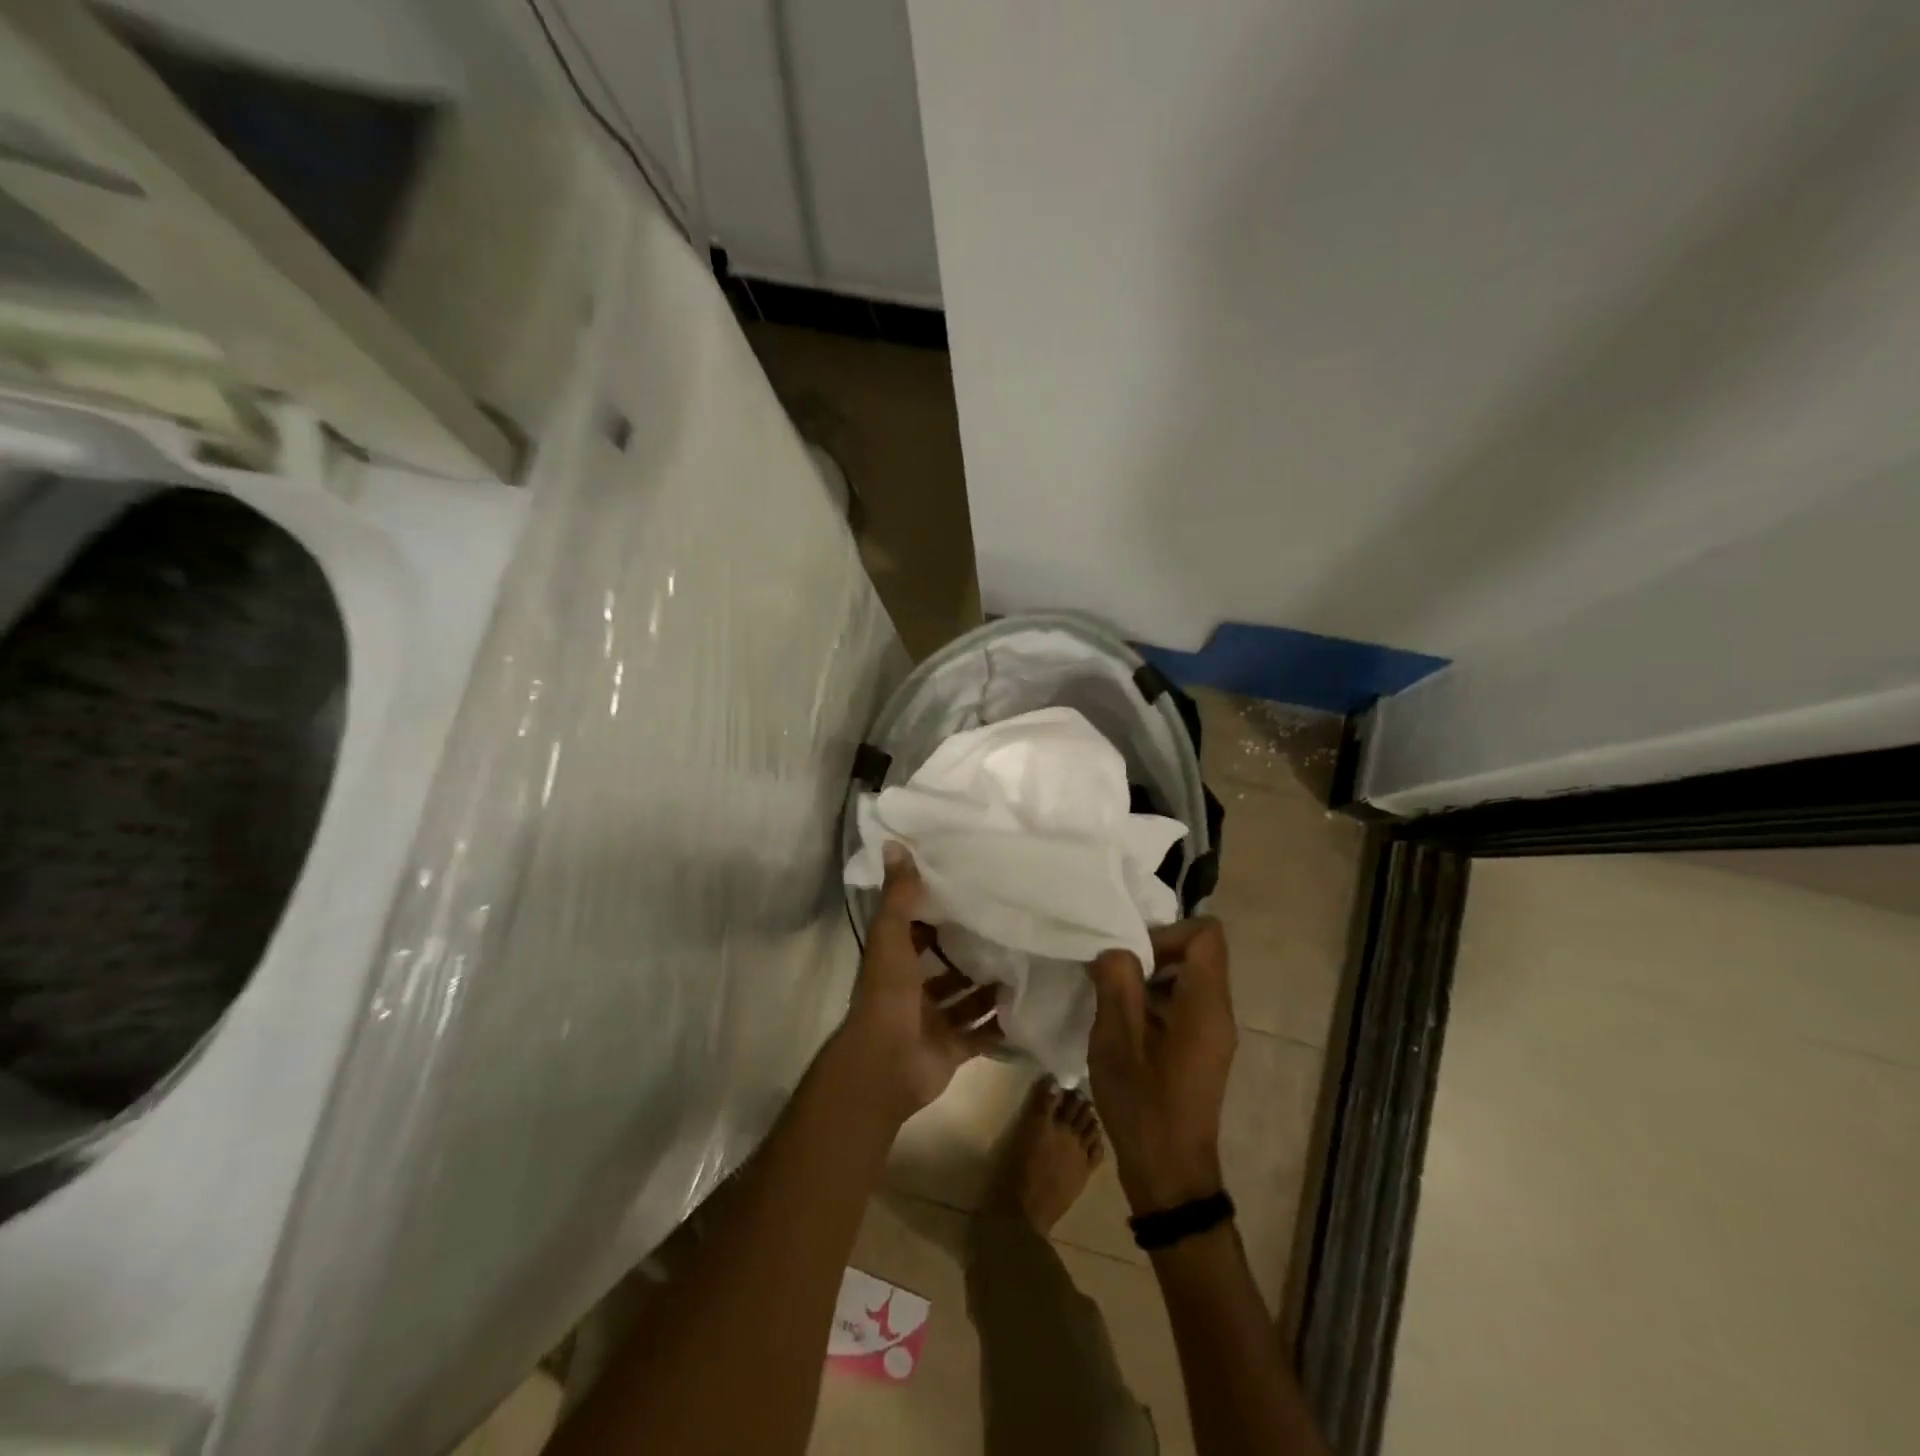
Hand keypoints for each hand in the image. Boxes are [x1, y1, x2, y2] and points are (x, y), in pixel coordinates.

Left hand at [839, 843, 1001, 1121]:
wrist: (886, 1065)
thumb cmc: (888, 995)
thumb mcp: (891, 937)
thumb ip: (899, 896)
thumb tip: (895, 844)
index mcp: (895, 962)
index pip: (917, 931)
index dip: (937, 913)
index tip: (969, 892)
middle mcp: (913, 990)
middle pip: (944, 966)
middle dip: (969, 951)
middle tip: (1008, 927)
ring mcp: (933, 1022)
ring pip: (965, 999)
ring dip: (988, 986)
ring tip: (1024, 962)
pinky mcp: (952, 1049)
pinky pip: (980, 1034)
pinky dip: (999, 1024)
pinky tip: (1026, 1005)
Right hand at [1084, 918, 1236, 1213]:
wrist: (1169, 1174)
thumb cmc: (1143, 1104)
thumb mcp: (1116, 1040)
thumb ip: (1116, 983)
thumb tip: (1115, 950)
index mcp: (1206, 1004)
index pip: (1206, 934)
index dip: (1167, 933)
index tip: (1132, 957)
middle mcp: (1219, 1012)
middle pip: (1197, 953)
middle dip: (1152, 953)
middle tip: (1114, 976)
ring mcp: (1213, 1032)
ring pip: (1187, 978)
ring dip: (1149, 979)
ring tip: (1113, 1000)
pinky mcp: (1202, 1049)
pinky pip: (1184, 1004)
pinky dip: (1154, 1001)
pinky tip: (1124, 1026)